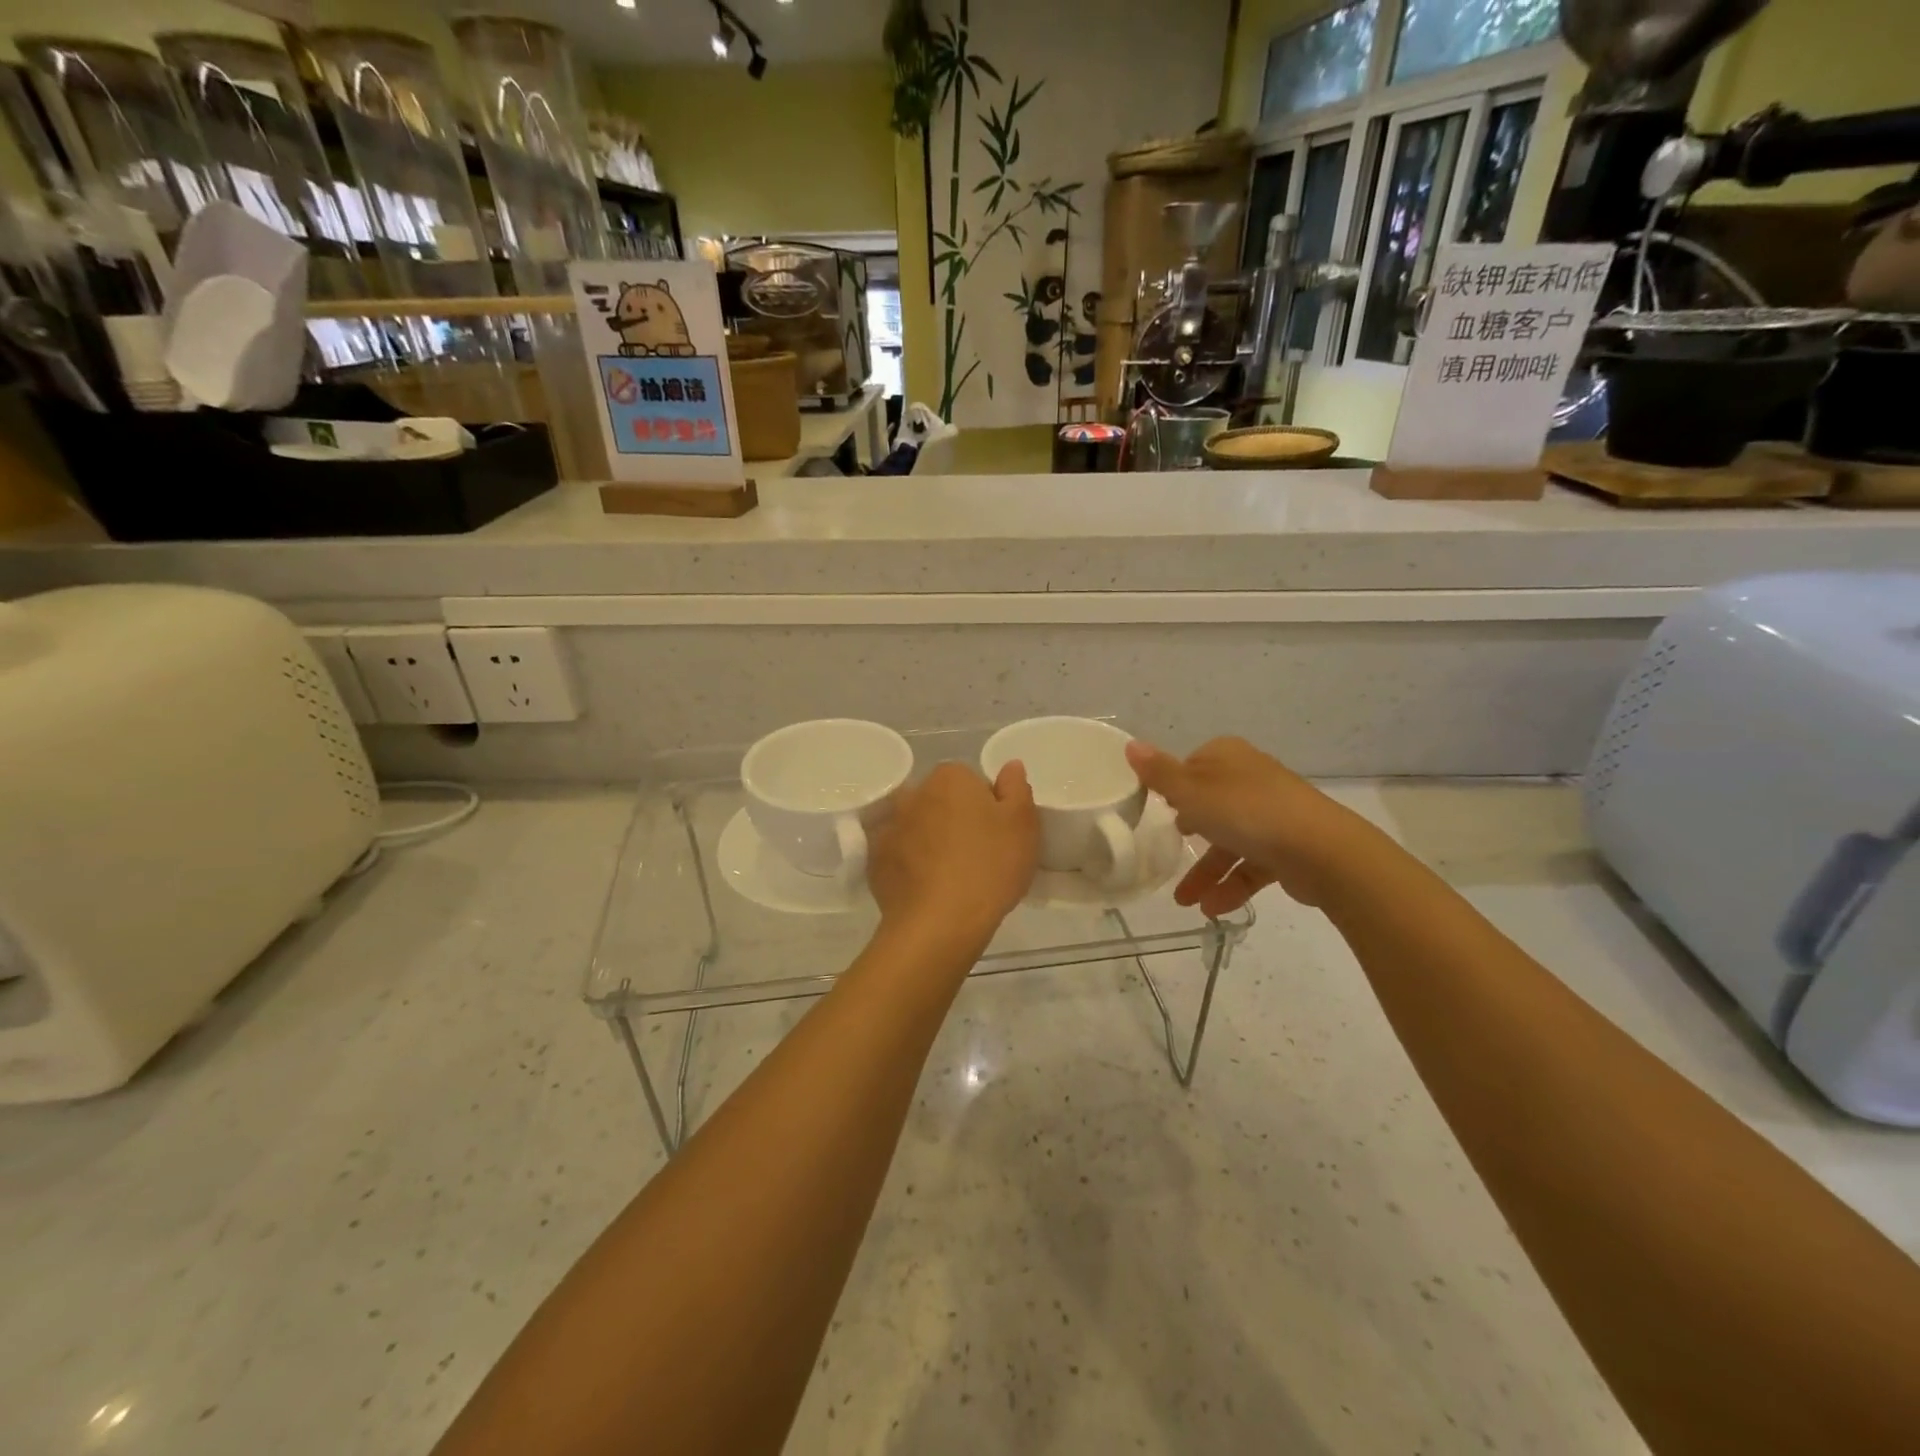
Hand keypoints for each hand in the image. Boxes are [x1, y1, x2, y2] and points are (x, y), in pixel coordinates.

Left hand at [867, 761, 1038, 950]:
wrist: (939, 923)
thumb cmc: (990, 867)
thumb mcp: (1023, 824)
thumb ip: (1017, 787)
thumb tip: (1010, 766)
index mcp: (950, 777)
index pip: (970, 781)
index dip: (987, 807)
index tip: (997, 835)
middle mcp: (914, 793)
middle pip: (941, 801)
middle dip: (955, 820)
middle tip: (977, 856)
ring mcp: (889, 826)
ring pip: (917, 827)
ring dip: (930, 841)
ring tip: (950, 877)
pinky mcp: (875, 860)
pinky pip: (899, 855)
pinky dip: (910, 865)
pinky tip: (927, 890)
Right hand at [1126, 737, 1372, 914]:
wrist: (1321, 851)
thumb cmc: (1245, 812)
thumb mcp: (1190, 791)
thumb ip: (1158, 773)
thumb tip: (1130, 745)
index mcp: (1228, 757)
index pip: (1192, 765)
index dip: (1174, 787)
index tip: (1158, 810)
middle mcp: (1252, 779)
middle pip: (1211, 804)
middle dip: (1189, 833)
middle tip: (1168, 848)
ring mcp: (1273, 813)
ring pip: (1230, 841)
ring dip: (1205, 871)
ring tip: (1185, 902)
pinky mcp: (1288, 847)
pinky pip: (1251, 865)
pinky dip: (1231, 885)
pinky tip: (1213, 909)